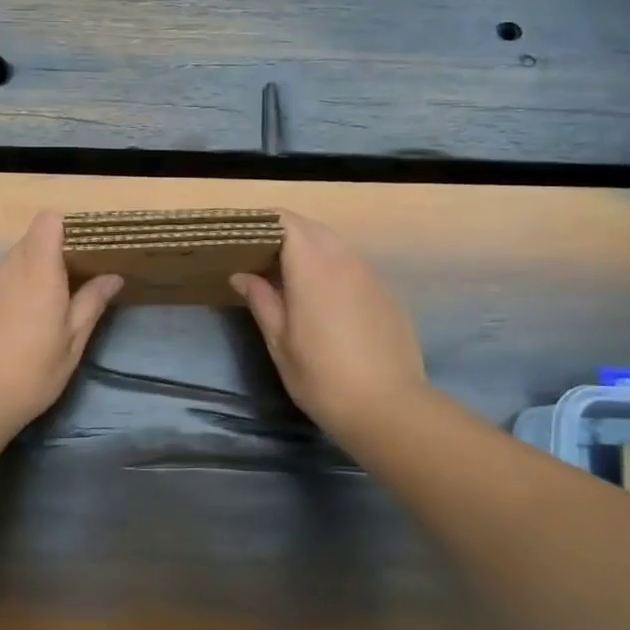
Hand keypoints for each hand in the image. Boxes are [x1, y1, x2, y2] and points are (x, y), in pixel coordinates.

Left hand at [0, 211, 122, 434]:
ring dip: (26, 278)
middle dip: (49, 257)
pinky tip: (5, 335)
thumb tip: (112, 276)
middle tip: (67, 291)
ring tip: (37, 317)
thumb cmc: (30, 374)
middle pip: (29, 243)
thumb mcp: (72, 344)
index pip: (48, 222)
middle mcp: (7, 270)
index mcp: (38, 272)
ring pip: (9, 266)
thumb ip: (91, 303)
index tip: (80, 253)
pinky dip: (3, 298)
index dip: (64, 229)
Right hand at [230, 211, 426, 445]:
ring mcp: (370, 274)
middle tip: (258, 257)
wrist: (389, 408)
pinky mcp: (386, 292)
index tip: (241, 236)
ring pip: (334, 243)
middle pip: (310, 227)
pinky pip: (352, 264)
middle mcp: (344, 259)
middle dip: (283, 234)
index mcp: (312, 266)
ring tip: (286, 275)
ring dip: (308, 249)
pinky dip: (331, 267)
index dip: (262, 222)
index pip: (286, 221)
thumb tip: (242, 275)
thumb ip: (261, 300)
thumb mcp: (280, 341)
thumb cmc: (322, 376)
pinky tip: (322, 297)